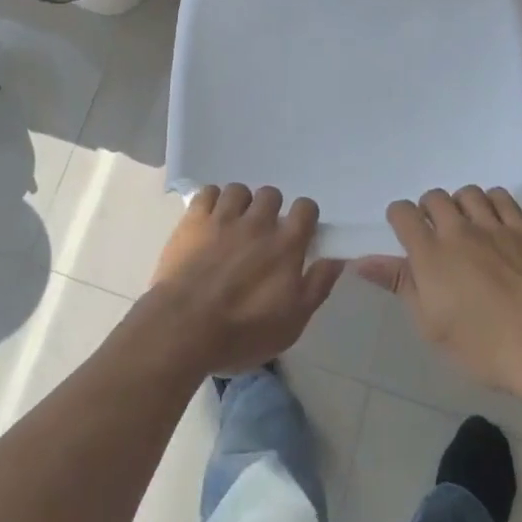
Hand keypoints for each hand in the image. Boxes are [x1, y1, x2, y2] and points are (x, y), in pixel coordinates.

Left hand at [141, 184, 341, 377]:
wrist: (184, 327)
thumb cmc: (243, 332)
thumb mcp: (292, 322)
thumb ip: (317, 285)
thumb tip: (336, 258)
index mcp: (285, 244)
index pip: (306, 208)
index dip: (304, 216)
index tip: (298, 232)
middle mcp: (258, 222)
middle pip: (271, 194)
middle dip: (270, 209)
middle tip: (262, 233)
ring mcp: (224, 217)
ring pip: (239, 190)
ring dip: (240, 204)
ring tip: (234, 224)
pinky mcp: (194, 219)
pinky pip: (208, 192)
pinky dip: (211, 201)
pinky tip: (210, 218)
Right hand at [355, 186, 521, 394]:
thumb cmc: (480, 346)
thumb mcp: (430, 324)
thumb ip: (400, 284)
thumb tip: (361, 261)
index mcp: (430, 253)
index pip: (402, 212)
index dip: (399, 218)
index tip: (404, 233)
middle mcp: (458, 230)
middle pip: (434, 197)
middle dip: (429, 211)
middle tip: (436, 235)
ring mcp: (493, 227)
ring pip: (467, 193)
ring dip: (460, 205)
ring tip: (466, 226)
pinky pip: (502, 198)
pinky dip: (492, 202)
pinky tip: (493, 221)